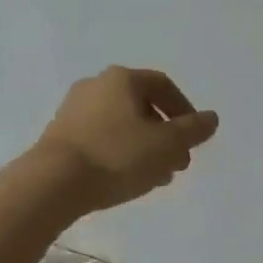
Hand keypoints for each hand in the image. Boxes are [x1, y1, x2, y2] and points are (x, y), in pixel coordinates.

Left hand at [31, 67, 219, 215]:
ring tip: (156, 177)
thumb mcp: (165, 145)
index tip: (194, 138)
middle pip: (141, 106)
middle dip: (164, 134)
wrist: (50, 184)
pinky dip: (119, 153)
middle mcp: (96, 85)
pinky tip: (126, 180)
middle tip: (178, 163)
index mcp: (122, 78)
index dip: (184, 110)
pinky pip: (100, 138)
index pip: (162, 85)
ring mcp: (73, 110)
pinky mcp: (58, 136)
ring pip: (121, 125)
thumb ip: (192, 130)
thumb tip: (211, 118)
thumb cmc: (115, 156)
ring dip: (144, 147)